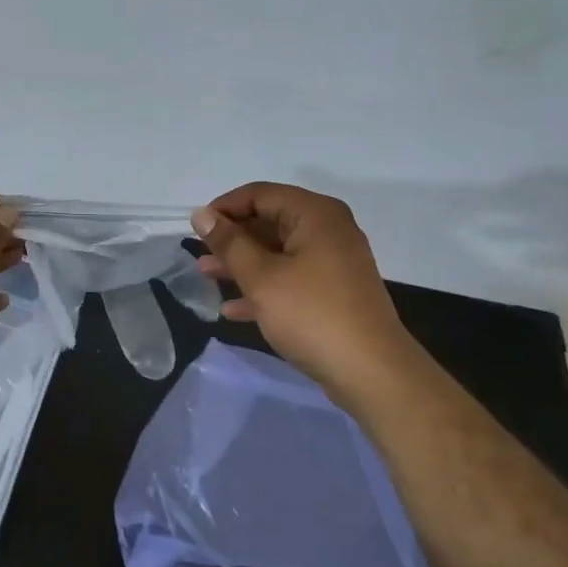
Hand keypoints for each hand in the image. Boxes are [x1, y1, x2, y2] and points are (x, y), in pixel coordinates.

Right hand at [192, 183, 414, 397]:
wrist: (370, 372)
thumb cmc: (311, 314)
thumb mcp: (261, 277)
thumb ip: (229, 243)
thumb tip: (201, 214)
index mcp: (315, 215)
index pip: (260, 195)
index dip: (225, 208)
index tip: (196, 229)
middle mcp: (328, 230)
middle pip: (270, 222)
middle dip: (232, 239)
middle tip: (200, 255)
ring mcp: (334, 262)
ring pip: (278, 252)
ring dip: (242, 264)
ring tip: (207, 277)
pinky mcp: (334, 292)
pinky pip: (292, 278)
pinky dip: (264, 288)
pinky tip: (233, 309)